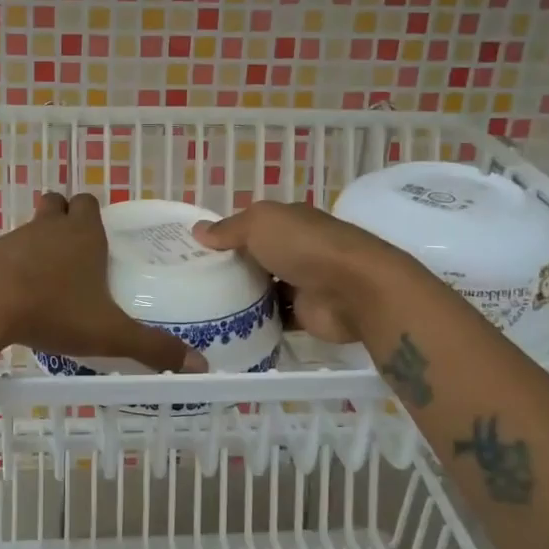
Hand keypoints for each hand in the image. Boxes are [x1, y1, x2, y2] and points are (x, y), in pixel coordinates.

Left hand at [0, 193, 205, 371]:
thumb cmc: (54, 310)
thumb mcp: (110, 333)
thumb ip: (152, 348)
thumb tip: (199, 365)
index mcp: (83, 235)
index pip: (89, 203)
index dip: (94, 215)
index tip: (100, 238)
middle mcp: (49, 228)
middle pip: (57, 204)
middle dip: (66, 217)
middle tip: (76, 250)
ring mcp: (14, 238)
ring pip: (31, 227)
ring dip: (40, 241)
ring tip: (49, 277)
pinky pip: (6, 251)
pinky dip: (14, 264)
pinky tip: (18, 293)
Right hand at [194, 201, 410, 342]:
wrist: (355, 290)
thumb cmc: (305, 246)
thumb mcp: (260, 224)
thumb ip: (229, 229)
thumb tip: (198, 230)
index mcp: (289, 221)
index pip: (252, 226)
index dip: (226, 236)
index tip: (195, 251)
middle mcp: (298, 249)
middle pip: (257, 258)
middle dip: (231, 268)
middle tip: (193, 283)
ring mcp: (303, 282)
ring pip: (265, 288)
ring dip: (243, 296)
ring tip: (204, 307)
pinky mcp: (306, 313)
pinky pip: (276, 317)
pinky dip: (258, 321)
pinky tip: (230, 327)